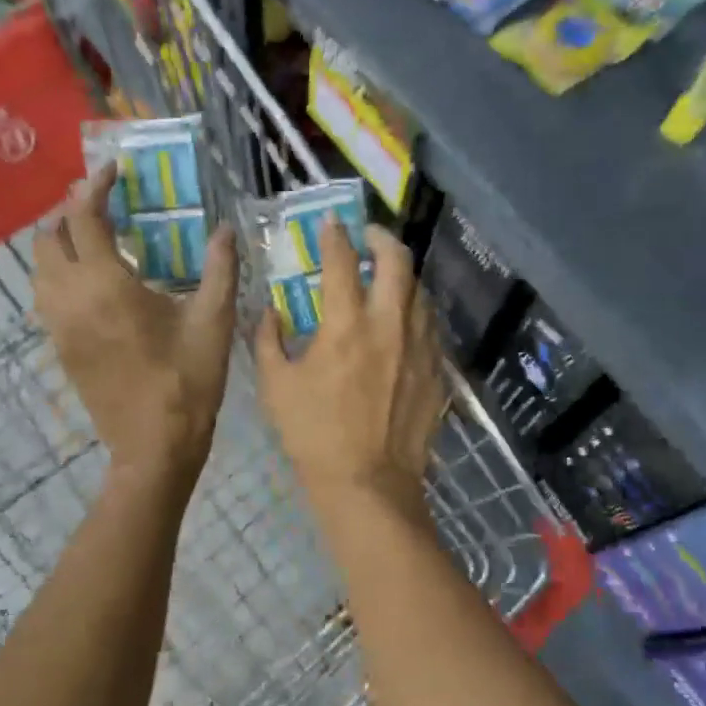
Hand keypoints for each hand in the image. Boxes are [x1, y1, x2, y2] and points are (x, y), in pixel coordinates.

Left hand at [33, 164, 237, 483]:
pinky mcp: (60, 347)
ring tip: (96, 237)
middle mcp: (70, 299)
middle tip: (105, 204)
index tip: (114, 172)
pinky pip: (44, 295)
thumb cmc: (189, 380)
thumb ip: (220, 268)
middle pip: (47, 238)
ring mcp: (58, 326)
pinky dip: (59, 272)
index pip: (83, 218)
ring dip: (59, 242)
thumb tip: (226, 228)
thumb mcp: (214, 321)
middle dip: (70, 211)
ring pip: (39, 268)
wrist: (154, 446)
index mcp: (107, 286)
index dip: (94, 188)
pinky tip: (92, 280)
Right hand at [255, 217, 447, 521]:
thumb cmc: (315, 435)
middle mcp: (390, 324)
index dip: (335, 235)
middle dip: (382, 239)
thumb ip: (268, 340)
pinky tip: (404, 320)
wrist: (369, 483)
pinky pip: (430, 325)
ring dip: (403, 275)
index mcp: (346, 324)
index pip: (342, 261)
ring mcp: (420, 346)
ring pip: (421, 291)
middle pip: (398, 261)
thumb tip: (269, 312)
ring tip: (387, 277)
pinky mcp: (437, 369)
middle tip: (369, 237)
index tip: (331, 222)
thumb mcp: (276, 386)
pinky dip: (415, 310)